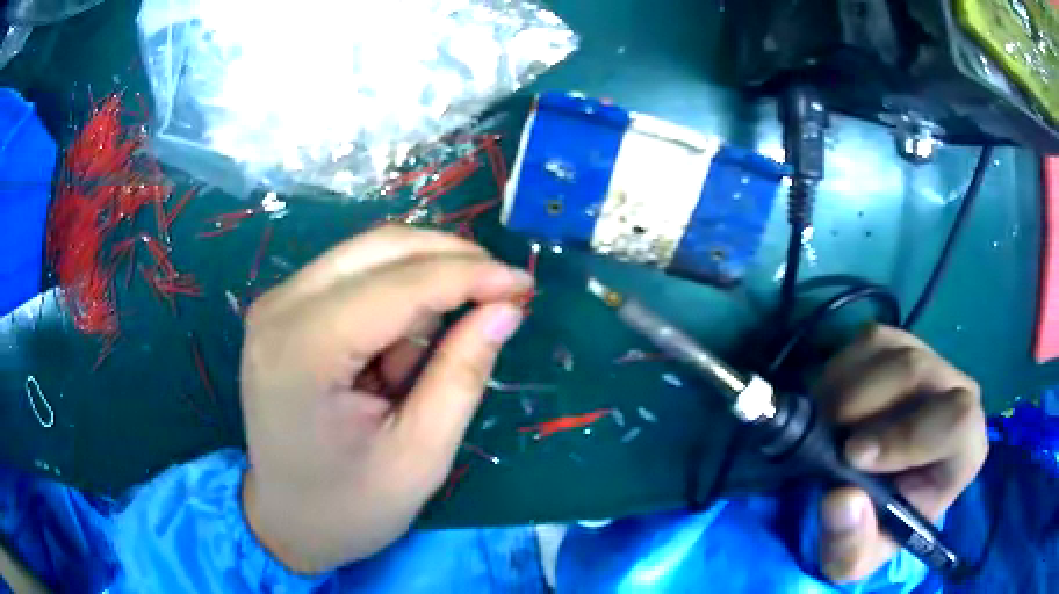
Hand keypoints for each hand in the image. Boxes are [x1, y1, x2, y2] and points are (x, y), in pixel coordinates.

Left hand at [239, 225, 532, 573]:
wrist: (285, 521)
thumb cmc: (350, 506)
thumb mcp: (420, 456)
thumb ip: (462, 374)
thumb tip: (506, 307)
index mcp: (304, 351)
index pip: (399, 284)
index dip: (469, 275)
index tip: (524, 284)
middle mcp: (280, 308)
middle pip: (380, 247)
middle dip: (449, 261)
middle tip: (500, 294)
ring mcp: (276, 303)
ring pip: (369, 254)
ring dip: (418, 287)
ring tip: (422, 361)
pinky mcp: (283, 309)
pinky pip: (353, 275)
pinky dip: (391, 301)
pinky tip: (391, 356)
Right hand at [815, 326, 987, 581]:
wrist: (869, 496)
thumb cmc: (874, 529)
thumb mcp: (854, 559)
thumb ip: (851, 544)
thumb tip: (842, 498)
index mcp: (963, 450)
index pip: (958, 422)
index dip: (908, 435)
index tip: (854, 456)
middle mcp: (956, 394)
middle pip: (917, 372)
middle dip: (864, 405)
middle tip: (825, 438)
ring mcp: (929, 361)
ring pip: (889, 349)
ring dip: (844, 388)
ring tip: (823, 427)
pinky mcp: (900, 343)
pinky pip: (867, 339)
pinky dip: (838, 370)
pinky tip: (829, 405)